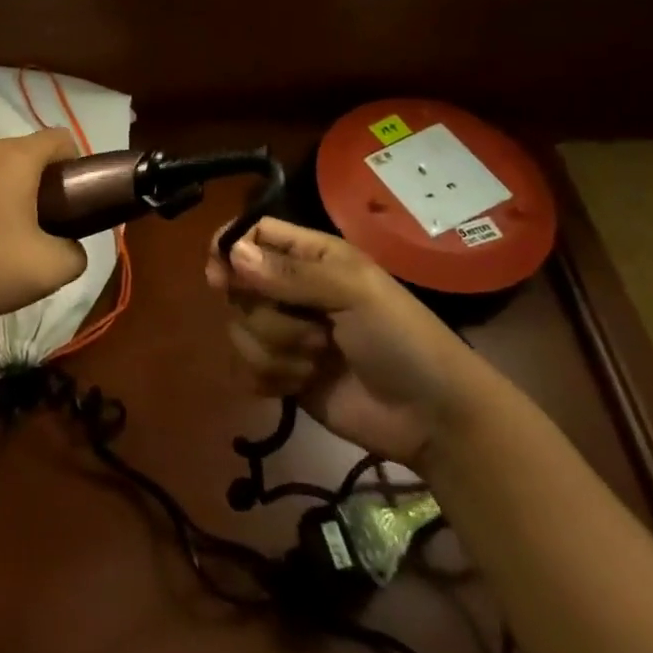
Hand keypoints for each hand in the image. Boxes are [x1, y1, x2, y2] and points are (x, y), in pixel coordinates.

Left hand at [0, 129, 86, 327]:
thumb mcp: (46, 271)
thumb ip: (75, 255)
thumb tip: (70, 248)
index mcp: (16, 156)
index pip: (61, 139)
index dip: (77, 167)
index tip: (74, 203)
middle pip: (27, 155)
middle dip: (41, 186)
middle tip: (42, 230)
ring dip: (8, 195)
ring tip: (3, 239)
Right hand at [207, 217, 486, 467]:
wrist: (431, 417)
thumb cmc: (401, 338)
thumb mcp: (353, 292)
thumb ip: (290, 274)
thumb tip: (231, 254)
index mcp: (309, 256)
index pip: (253, 235)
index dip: (230, 249)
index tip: (220, 275)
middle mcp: (290, 289)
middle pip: (239, 287)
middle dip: (268, 314)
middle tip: (311, 327)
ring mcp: (285, 333)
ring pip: (240, 330)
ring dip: (277, 350)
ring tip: (319, 360)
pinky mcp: (282, 375)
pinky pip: (246, 369)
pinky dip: (272, 378)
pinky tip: (302, 384)